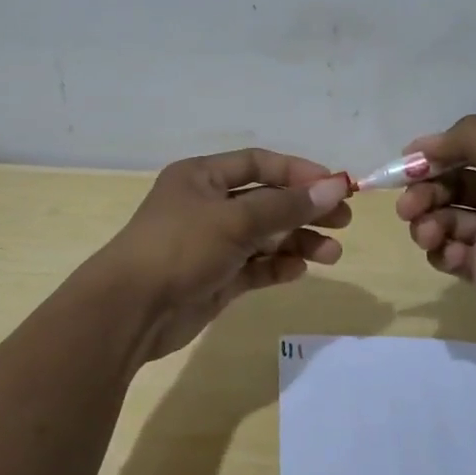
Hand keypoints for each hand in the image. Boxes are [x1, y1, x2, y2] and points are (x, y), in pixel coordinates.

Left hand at [96, 149, 351, 361]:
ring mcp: (212, 244)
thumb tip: (335, 186)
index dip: (298, 172)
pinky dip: (277, 267)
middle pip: (267, 201)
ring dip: (298, 242)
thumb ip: (286, 205)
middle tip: (344, 221)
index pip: (258, 164)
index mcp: (202, 178)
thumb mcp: (235, 220)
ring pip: (265, 236)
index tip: (335, 186)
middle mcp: (208, 206)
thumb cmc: (180, 248)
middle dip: (305, 210)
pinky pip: (255, 267)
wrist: (131, 310)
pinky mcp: (216, 278)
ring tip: (332, 254)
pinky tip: (298, 270)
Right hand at [395, 115, 475, 344]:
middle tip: (408, 206)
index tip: (406, 163)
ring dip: (426, 223)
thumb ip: (469, 140)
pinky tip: (452, 257)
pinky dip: (442, 252)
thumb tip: (423, 143)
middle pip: (447, 185)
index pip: (465, 151)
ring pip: (442, 220)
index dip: (434, 156)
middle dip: (423, 192)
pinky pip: (448, 254)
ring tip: (428, 235)